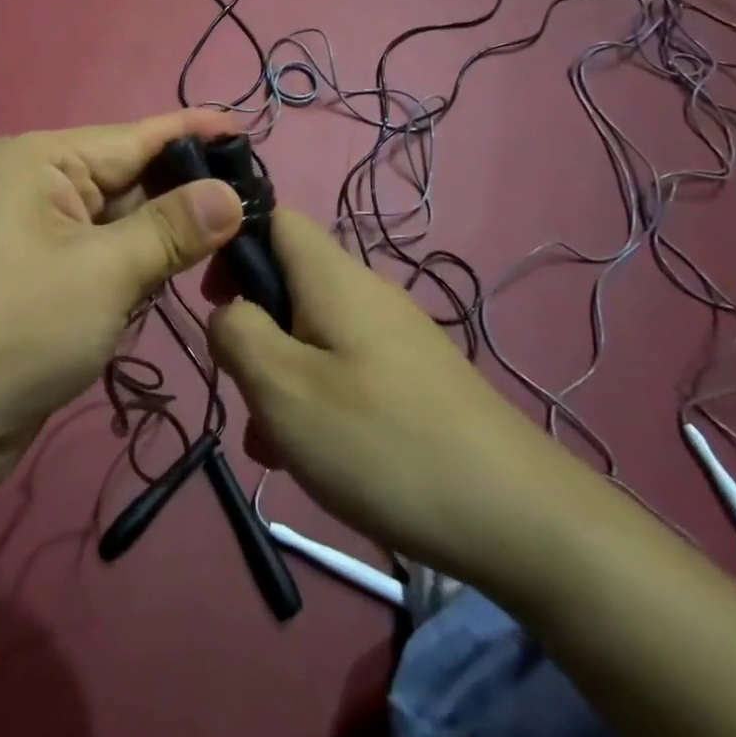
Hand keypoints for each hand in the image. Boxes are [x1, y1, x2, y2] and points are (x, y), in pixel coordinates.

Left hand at [0, 110, 244, 502]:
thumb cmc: (16, 329)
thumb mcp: (105, 271)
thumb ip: (172, 228)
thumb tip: (232, 194)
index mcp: (39, 161)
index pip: (134, 137)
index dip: (194, 133)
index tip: (249, 129)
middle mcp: (34, 187)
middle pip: (127, 180)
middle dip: (185, 194)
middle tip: (257, 204)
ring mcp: (33, 235)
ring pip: (118, 223)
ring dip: (163, 238)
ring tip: (231, 240)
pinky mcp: (37, 279)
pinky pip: (100, 258)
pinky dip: (135, 268)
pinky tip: (174, 277)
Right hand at [207, 210, 592, 587]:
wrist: (519, 517)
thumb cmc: (382, 441)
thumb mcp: (282, 387)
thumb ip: (237, 333)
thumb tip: (229, 312)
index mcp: (333, 278)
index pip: (276, 219)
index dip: (235, 245)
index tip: (216, 303)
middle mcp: (367, 294)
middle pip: (290, 285)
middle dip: (255, 333)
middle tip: (246, 392)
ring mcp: (396, 338)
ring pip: (314, 336)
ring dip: (283, 379)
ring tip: (275, 445)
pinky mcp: (414, 380)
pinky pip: (346, 371)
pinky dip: (319, 402)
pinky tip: (319, 460)